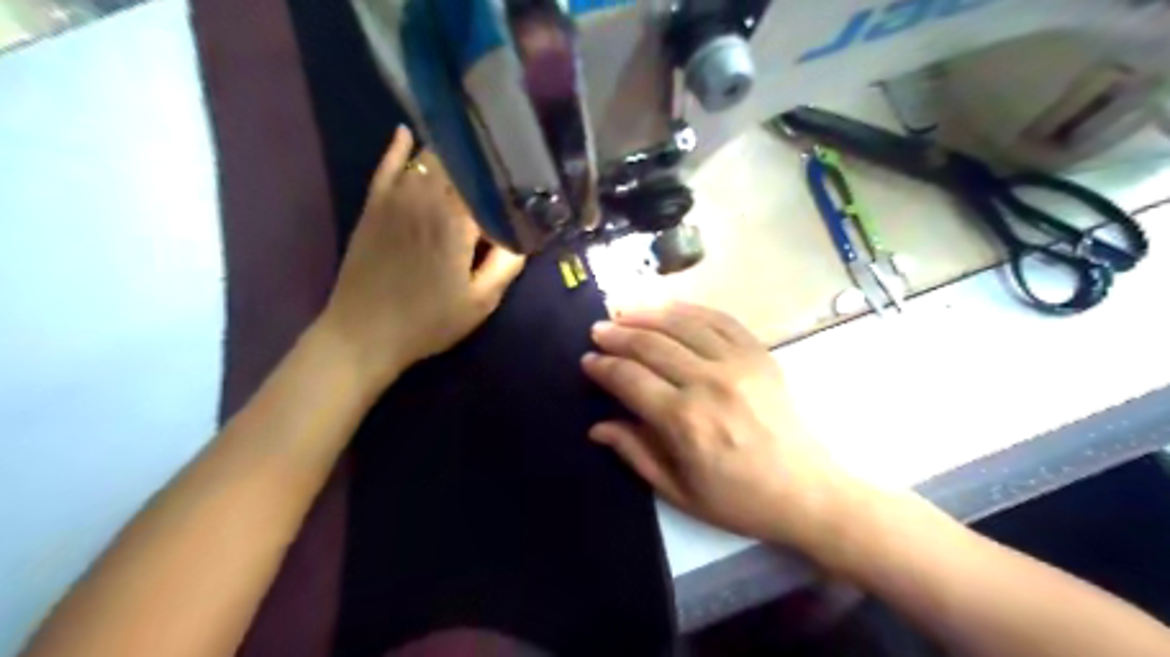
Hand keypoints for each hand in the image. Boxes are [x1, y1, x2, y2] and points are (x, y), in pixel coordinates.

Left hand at [317, 125, 521, 389]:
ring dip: (451, 153)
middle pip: (461, 163)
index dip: (510, 186)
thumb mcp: (480, 301)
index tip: (527, 191)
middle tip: (503, 167)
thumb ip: (507, 264)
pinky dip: (399, 148)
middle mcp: (427, 197)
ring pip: (427, 158)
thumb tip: (524, 234)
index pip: (491, 186)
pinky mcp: (374, 204)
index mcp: (457, 220)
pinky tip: (407, 133)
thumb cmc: (428, 321)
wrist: (363, 333)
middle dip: (483, 162)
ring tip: (472, 148)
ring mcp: (396, 197)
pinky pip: (387, 165)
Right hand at [582, 303, 861, 553]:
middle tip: (598, 331)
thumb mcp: (679, 491)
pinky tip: (669, 309)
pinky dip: (689, 310)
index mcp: (684, 421)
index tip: (588, 361)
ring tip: (624, 312)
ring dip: (647, 314)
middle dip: (618, 335)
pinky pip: (718, 319)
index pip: (630, 379)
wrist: (807, 491)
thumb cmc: (739, 500)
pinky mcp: (759, 353)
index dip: (603, 367)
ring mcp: (738, 363)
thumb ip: (634, 453)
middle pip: (651, 345)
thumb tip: (597, 426)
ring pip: (681, 324)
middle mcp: (708, 383)